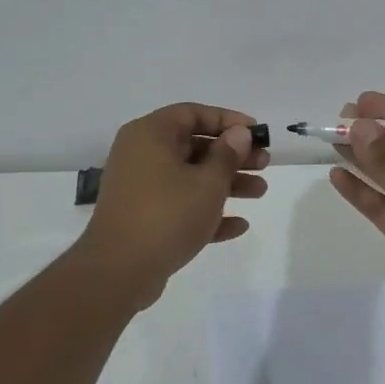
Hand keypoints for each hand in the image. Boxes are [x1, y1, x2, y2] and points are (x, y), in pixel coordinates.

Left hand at [75, 102, 269, 308]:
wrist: (120, 270)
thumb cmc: (167, 215)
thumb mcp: (207, 183)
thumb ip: (227, 155)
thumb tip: (239, 133)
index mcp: (151, 135)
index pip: (193, 113)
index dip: (228, 120)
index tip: (257, 133)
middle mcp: (141, 155)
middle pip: (194, 146)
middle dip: (232, 156)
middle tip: (264, 165)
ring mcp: (140, 188)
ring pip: (190, 177)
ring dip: (226, 184)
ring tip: (260, 192)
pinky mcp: (143, 218)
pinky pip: (180, 206)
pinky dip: (206, 211)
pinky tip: (239, 226)